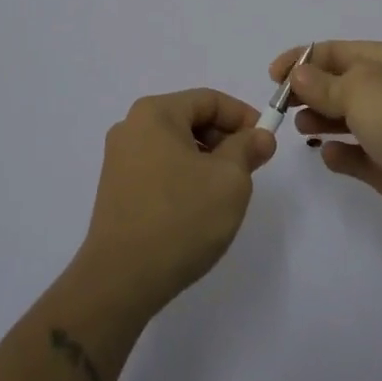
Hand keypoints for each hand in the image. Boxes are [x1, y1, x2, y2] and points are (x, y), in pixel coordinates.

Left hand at [76, 89, 276, 315]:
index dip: (242, 116)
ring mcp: (119, 159)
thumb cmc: (180, 218)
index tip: (265, 141)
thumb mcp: (229, 180)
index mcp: (155, 113)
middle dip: (224, 139)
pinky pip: (159, 168)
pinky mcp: (116, 189)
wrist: (121, 280)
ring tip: (225, 192)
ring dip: (206, 161)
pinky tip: (197, 208)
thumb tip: (259, 136)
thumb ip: (247, 149)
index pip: (209, 100)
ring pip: (175, 146)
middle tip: (250, 168)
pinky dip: (184, 177)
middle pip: (189, 119)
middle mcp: (131, 127)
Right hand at [269, 41, 381, 240]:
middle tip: (282, 104)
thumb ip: (322, 83)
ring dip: (321, 120)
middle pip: (340, 84)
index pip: (337, 51)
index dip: (303, 59)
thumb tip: (298, 74)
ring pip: (347, 119)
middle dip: (310, 91)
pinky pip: (357, 156)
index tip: (273, 76)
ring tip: (302, 126)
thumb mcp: (358, 87)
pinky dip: (340, 154)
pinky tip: (329, 155)